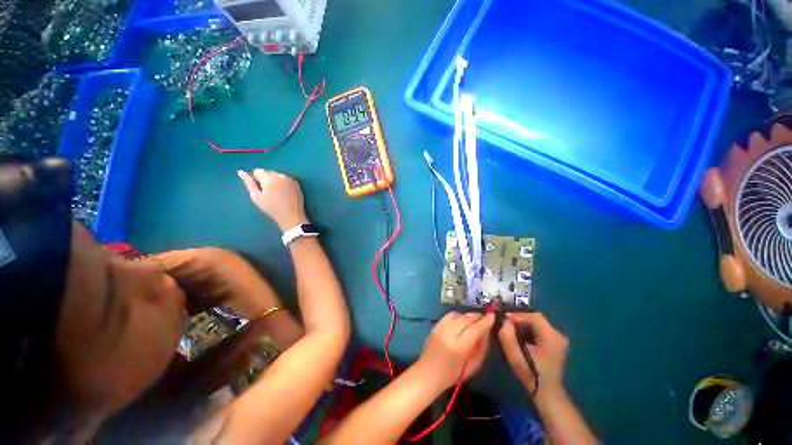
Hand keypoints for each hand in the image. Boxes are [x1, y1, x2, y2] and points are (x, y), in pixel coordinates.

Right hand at [238, 169, 308, 230]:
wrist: (291, 216)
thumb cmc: (272, 208)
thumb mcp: (256, 197)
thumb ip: (249, 183)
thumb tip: (241, 172)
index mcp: (270, 178)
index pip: (257, 171)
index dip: (256, 180)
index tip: (260, 190)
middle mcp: (281, 176)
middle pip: (268, 172)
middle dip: (266, 179)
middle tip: (269, 193)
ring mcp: (290, 179)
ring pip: (278, 175)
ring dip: (275, 181)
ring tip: (277, 194)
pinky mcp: (297, 184)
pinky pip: (286, 180)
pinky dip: (283, 184)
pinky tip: (285, 194)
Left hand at [415, 312, 494, 389]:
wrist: (428, 373)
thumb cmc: (453, 374)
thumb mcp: (472, 366)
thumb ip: (481, 348)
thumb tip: (486, 331)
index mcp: (458, 347)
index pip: (475, 329)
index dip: (485, 322)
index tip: (492, 316)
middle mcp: (448, 334)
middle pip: (465, 319)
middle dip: (477, 316)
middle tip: (485, 317)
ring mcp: (440, 328)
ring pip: (457, 314)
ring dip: (467, 315)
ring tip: (474, 320)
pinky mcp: (435, 325)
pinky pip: (449, 316)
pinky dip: (458, 316)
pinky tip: (461, 321)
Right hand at [498, 313, 568, 397]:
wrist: (547, 393)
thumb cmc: (531, 375)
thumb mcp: (515, 357)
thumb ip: (508, 336)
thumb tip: (505, 321)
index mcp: (551, 337)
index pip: (534, 317)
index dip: (517, 315)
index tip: (503, 319)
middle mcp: (558, 335)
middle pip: (536, 318)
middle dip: (519, 318)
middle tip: (505, 323)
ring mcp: (559, 338)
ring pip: (537, 322)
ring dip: (523, 323)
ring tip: (510, 328)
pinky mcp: (556, 342)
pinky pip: (540, 328)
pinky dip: (528, 328)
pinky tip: (520, 334)